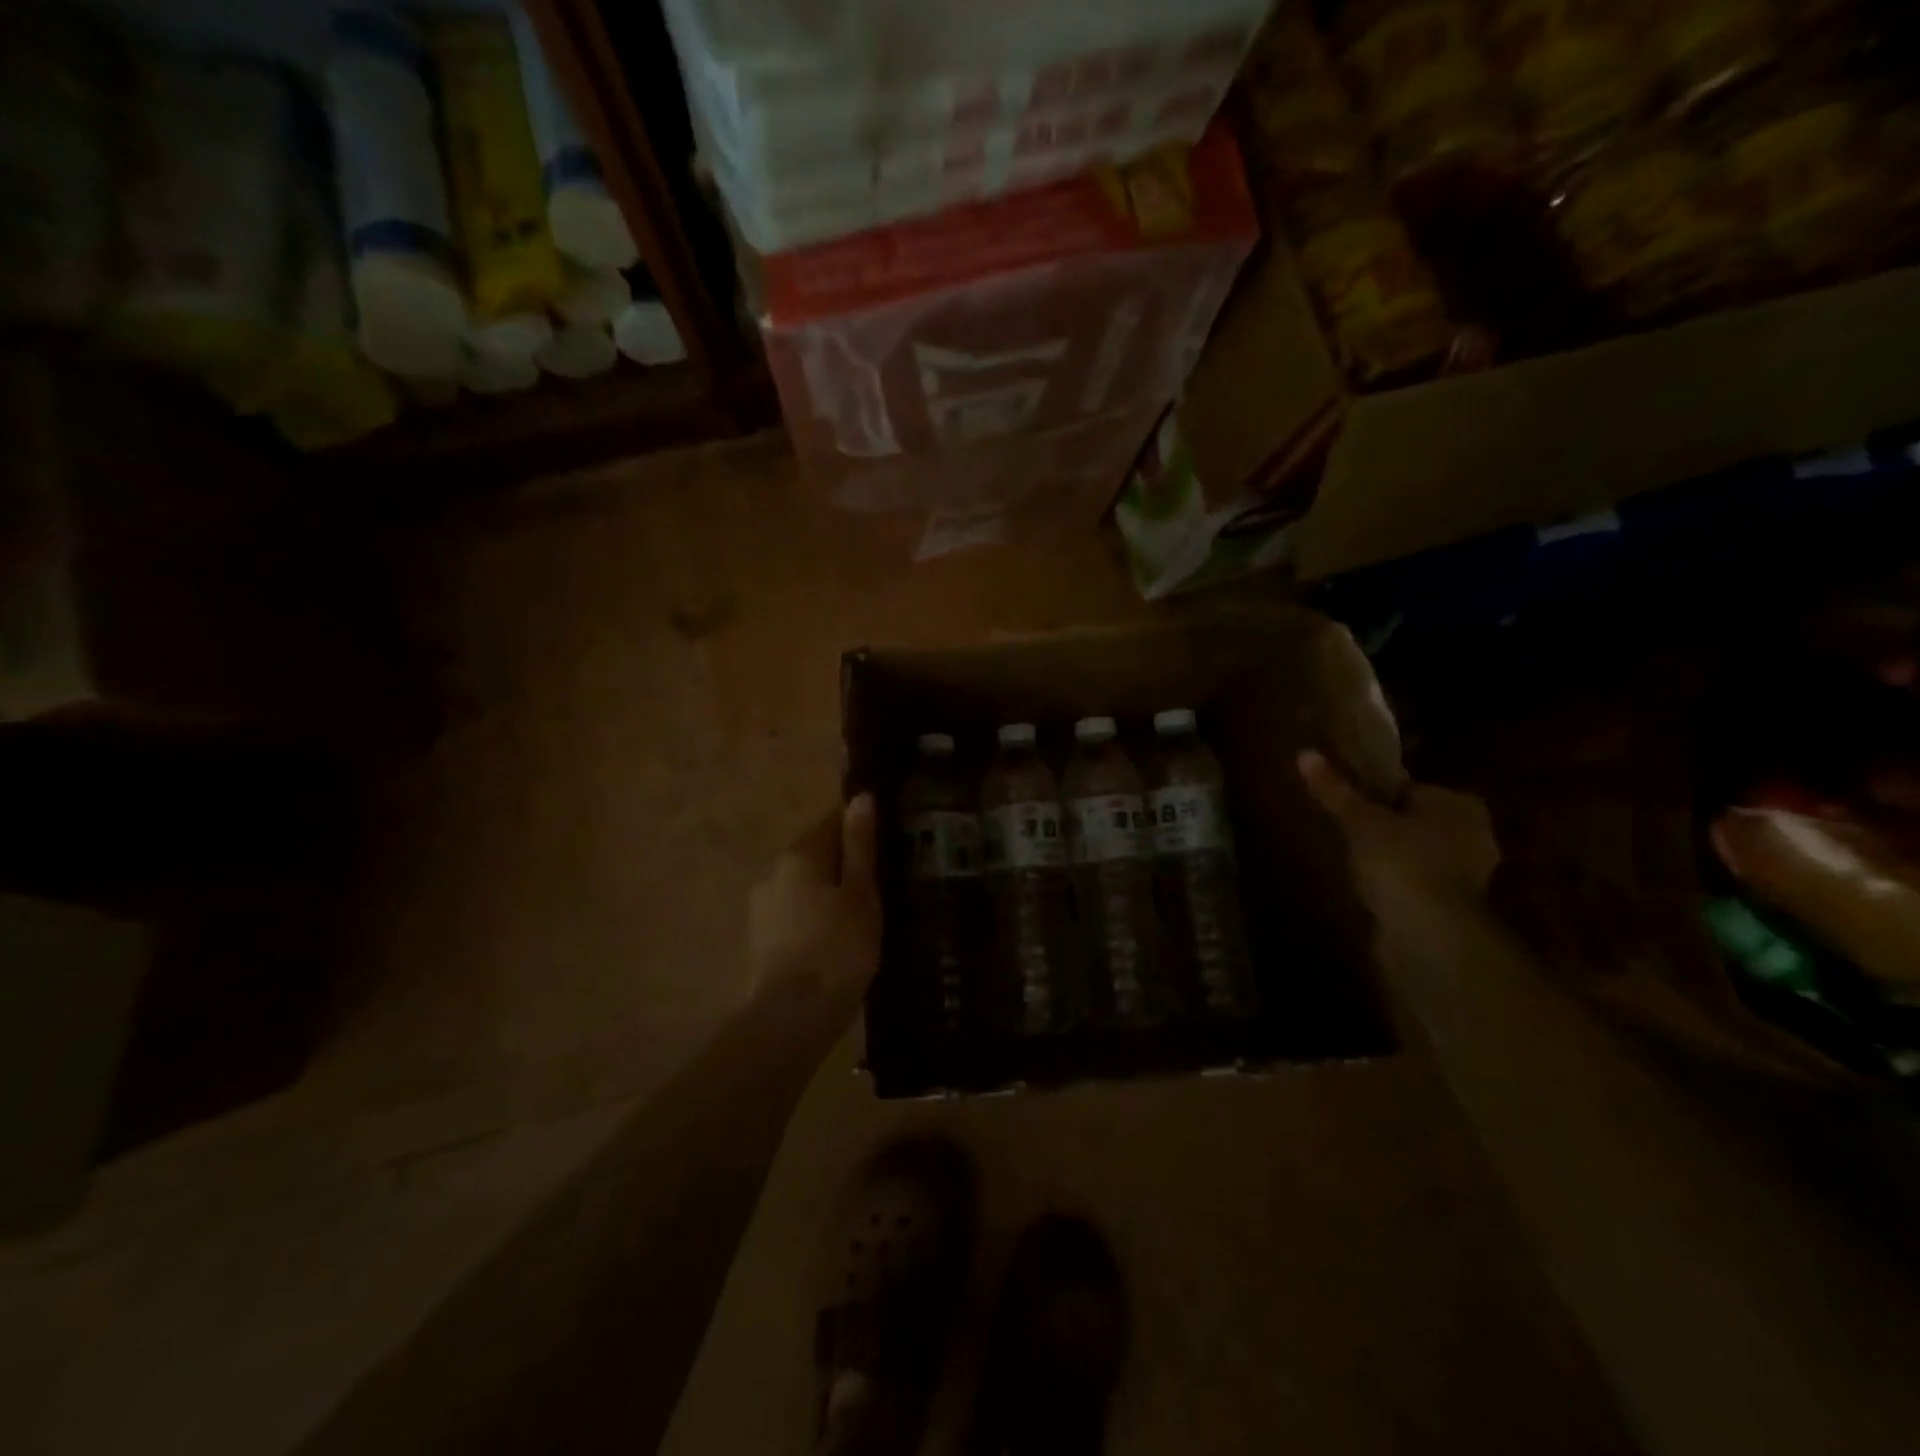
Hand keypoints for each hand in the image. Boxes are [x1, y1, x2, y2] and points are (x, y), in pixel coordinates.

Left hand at [748, 795, 881, 1028]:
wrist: (793, 1017)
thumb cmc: (838, 947)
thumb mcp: (860, 892)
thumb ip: (859, 845)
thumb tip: (860, 798)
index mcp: (798, 855)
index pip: (831, 822)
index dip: (860, 830)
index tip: (885, 847)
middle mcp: (773, 873)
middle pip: (816, 856)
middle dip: (844, 866)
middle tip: (880, 885)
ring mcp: (762, 908)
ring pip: (805, 888)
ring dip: (829, 895)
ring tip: (861, 918)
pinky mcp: (761, 941)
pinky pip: (796, 916)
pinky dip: (816, 920)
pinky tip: (836, 942)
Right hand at [1298, 750, 1497, 906]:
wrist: (1430, 934)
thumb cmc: (1401, 862)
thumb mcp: (1359, 820)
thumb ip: (1335, 790)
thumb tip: (1305, 754)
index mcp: (1457, 804)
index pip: (1410, 788)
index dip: (1377, 794)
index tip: (1348, 803)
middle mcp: (1472, 834)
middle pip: (1415, 820)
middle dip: (1385, 825)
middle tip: (1345, 829)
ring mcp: (1467, 873)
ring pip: (1417, 852)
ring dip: (1392, 856)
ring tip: (1352, 860)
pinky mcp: (1454, 906)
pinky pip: (1417, 882)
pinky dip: (1397, 883)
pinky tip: (1370, 888)